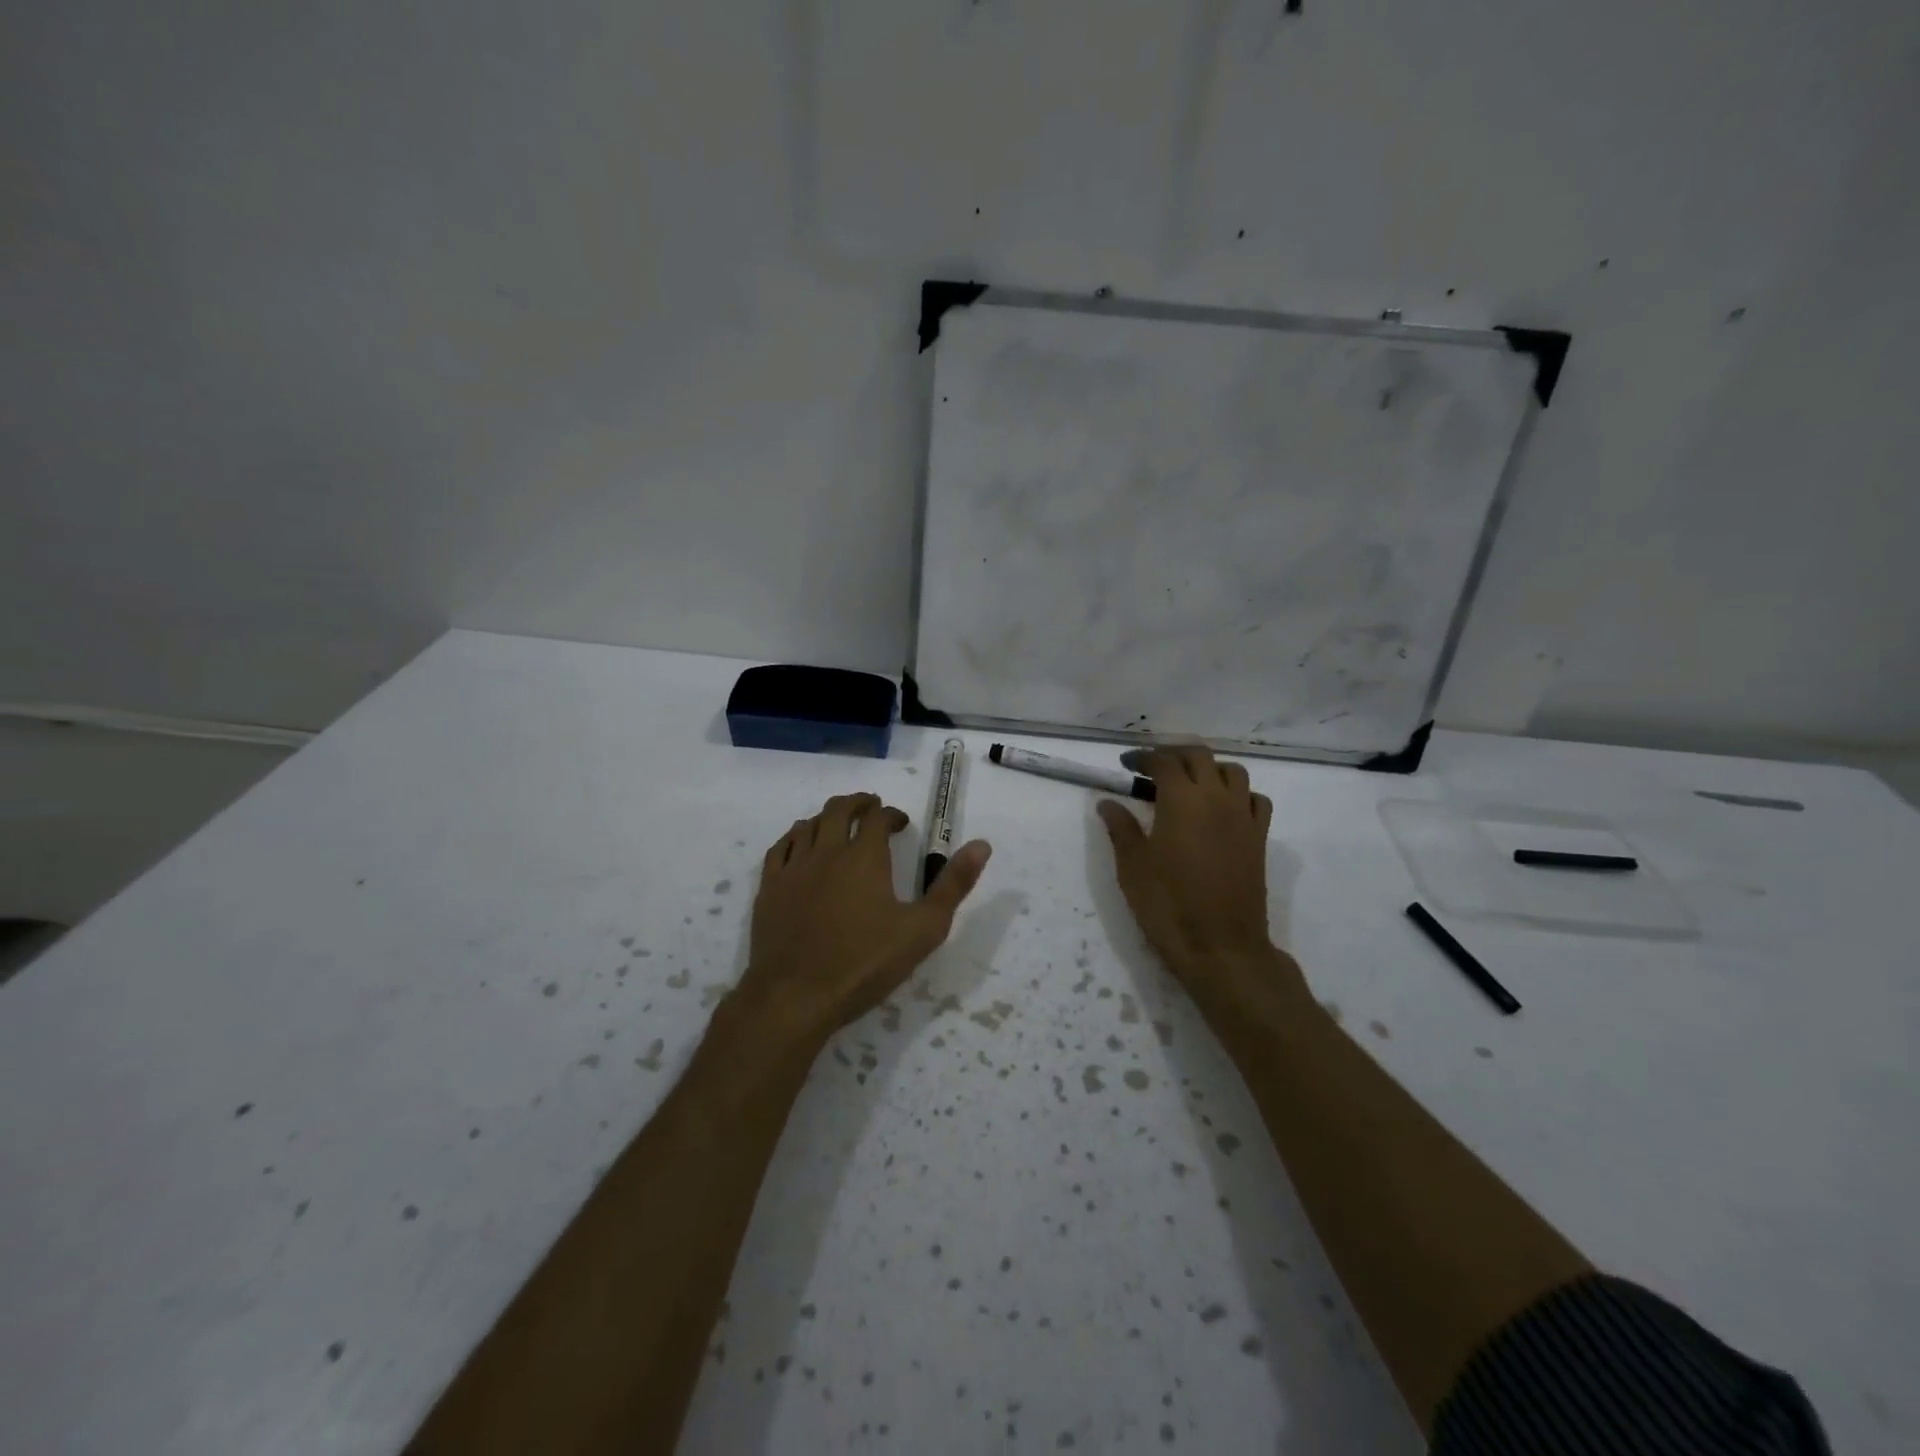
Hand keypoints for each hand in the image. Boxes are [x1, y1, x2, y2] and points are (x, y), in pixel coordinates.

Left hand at [738, 792, 990, 1045]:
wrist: (796, 996)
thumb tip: (982, 844)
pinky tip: (799, 845)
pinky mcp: (769, 888)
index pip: (877, 818)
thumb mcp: (924, 928)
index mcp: (864, 857)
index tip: (900, 823)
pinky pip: (780, 848)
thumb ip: (953, 884)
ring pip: (807, 825)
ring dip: (826, 817)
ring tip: (837, 824)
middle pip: (839, 810)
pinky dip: (794, 837)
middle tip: (870, 808)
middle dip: (858, 804)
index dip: (891, 814)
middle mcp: (827, 851)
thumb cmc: (865, 963)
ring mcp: (793, 868)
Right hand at [1097, 747, 1285, 987]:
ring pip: (1233, 772)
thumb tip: (1108, 802)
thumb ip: (1121, 828)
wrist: (1220, 947)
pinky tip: (1223, 808)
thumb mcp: (1132, 866)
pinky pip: (1255, 800)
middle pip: (1200, 756)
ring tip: (1189, 783)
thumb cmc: (1168, 905)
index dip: (1143, 757)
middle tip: (1152, 768)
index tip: (1126, 764)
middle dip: (1174, 755)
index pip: (1164, 762)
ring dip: (1209, 768)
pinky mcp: (1259, 839)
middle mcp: (1217, 798)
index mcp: (1182, 800)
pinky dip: (1239, 793)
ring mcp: (1243, 817)